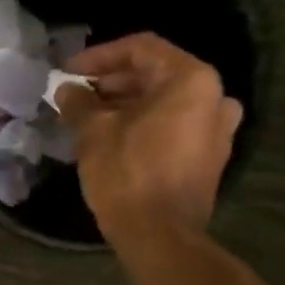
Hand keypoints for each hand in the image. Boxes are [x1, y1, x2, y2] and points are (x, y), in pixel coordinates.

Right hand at [53, 33, 242, 236]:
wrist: (160, 234)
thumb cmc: (127, 174)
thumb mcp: (93, 133)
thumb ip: (79, 103)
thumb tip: (67, 90)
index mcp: (191, 81)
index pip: (141, 49)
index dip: (99, 56)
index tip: (67, 70)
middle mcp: (214, 97)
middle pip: (156, 73)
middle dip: (112, 81)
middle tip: (75, 95)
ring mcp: (216, 128)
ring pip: (165, 101)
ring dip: (125, 103)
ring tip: (88, 117)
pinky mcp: (209, 156)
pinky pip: (173, 125)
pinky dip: (143, 123)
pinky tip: (112, 137)